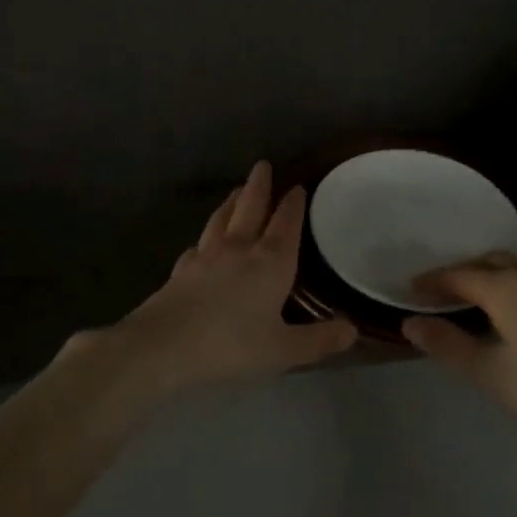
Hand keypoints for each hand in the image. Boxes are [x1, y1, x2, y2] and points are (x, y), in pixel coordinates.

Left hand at [68, 162, 357, 397]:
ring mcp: (206, 256)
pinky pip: (199, 245)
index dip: (293, 205)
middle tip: (262, 165)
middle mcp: (239, 249)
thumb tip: (352, 330)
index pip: (286, 224)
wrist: (163, 346)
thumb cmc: (231, 346)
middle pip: (250, 208)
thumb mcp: (284, 350)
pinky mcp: (182, 269)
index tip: (297, 186)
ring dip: (231, 203)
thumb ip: (319, 340)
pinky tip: (203, 244)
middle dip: (259, 186)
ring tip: (237, 191)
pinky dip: (206, 237)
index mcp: (270, 262)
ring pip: (222, 219)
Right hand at [401, 252, 516, 454]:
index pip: (457, 274)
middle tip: (440, 294)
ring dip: (492, 281)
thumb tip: (409, 322)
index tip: (410, 289)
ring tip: (478, 306)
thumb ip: (449, 346)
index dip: (431, 281)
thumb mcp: (494, 375)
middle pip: (489, 264)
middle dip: (461, 274)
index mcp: (507, 287)